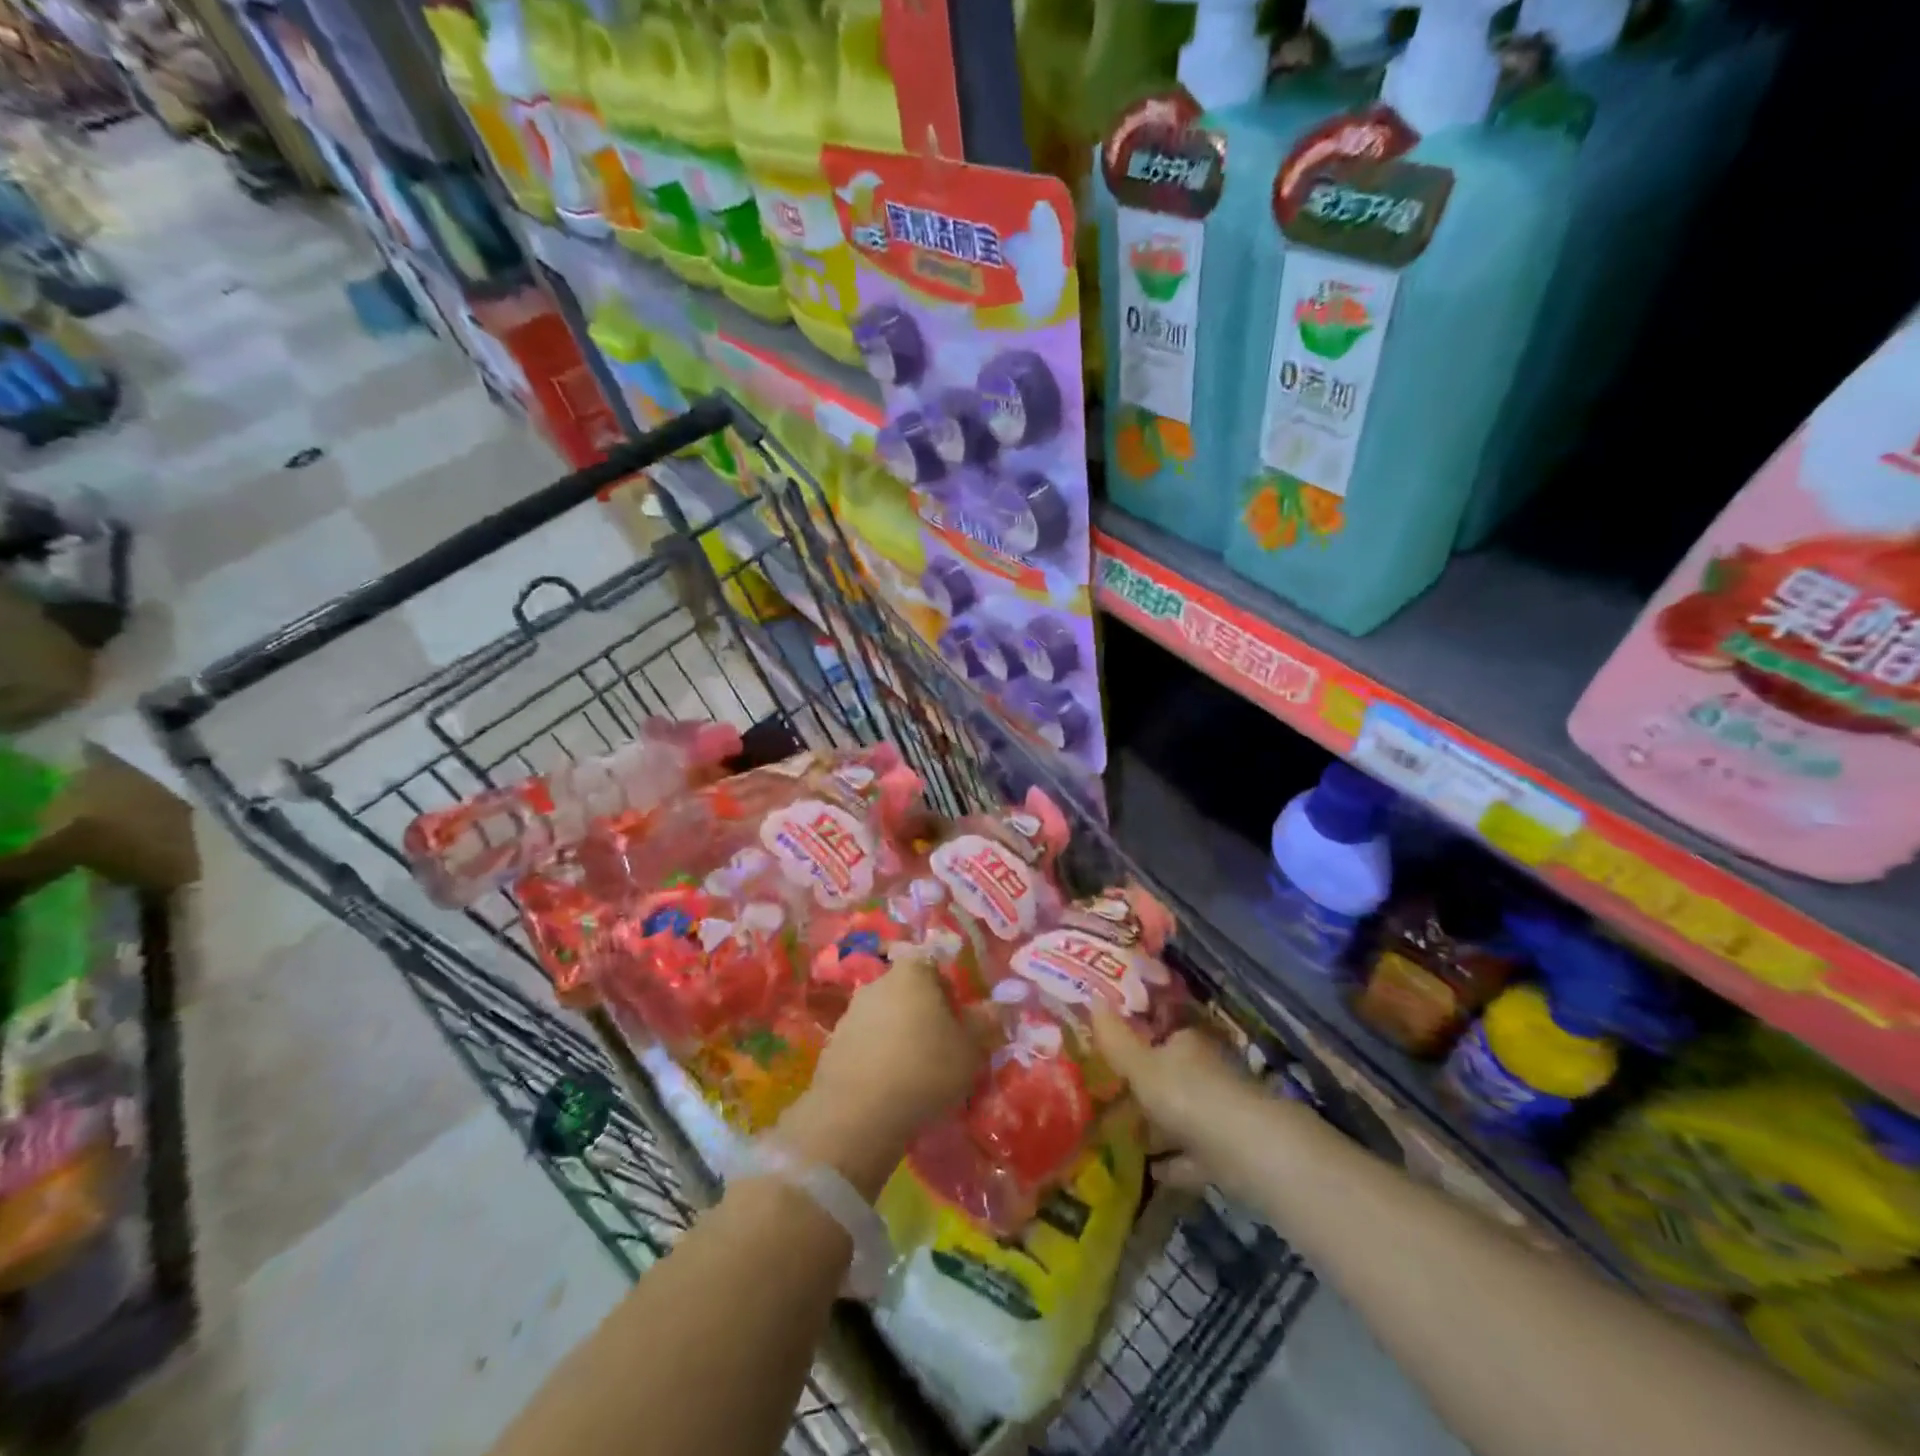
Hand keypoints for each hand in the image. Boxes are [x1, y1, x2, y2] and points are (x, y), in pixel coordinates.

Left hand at [812, 946, 981, 1129]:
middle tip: (940, 1046)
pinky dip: (877, 1057)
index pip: (931, 963)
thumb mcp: (970, 1049)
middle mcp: (877, 983)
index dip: (946, 987)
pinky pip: (865, 1043)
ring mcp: (850, 1014)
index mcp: (911, 973)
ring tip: (914, 1071)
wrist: (858, 1113)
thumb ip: (985, 1023)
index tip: (956, 1017)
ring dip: (898, 1035)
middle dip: (922, 1012)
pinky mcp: (833, 1045)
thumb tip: (997, 1007)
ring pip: (884, 1016)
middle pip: (906, 989)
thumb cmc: (924, 1069)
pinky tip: (888, 1086)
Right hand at [1091, 1005, 1260, 1180]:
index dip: (1137, 1044)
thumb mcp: (1141, 1066)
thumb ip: (1115, 1039)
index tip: (1110, 1057)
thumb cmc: (1188, 1096)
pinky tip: (1151, 1170)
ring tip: (1122, 1137)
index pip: (1161, 1035)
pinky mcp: (1227, 1152)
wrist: (1248, 1152)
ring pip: (1182, 1116)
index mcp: (1188, 1043)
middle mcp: (1207, 1072)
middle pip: (1171, 1077)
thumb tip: (1091, 998)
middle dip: (1145, 1089)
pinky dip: (1174, 1162)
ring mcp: (1220, 1113)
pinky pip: (1192, 1154)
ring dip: (1158, 1127)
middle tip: (1108, 1100)